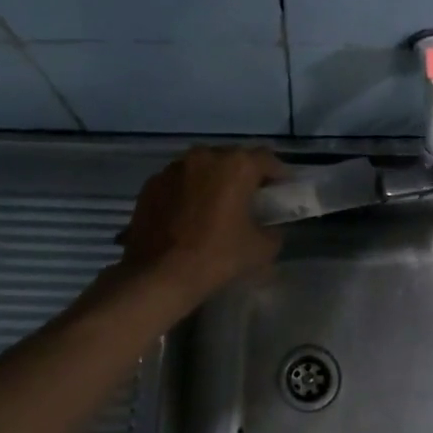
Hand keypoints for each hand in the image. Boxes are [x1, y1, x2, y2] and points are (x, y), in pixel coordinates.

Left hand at [119, 145, 285, 302]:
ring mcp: (173, 168)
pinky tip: (187, 216)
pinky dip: (187, 192)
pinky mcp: (151, 184)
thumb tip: (270, 228)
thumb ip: (273, 231)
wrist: (159, 275)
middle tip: (249, 199)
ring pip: (202, 167)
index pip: (267, 159)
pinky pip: (178, 182)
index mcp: (236, 165)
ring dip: (213, 181)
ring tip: (215, 206)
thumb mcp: (261, 249)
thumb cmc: (217, 257)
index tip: (281, 190)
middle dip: (243, 175)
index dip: (278, 174)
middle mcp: (204, 156)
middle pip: (232, 159)